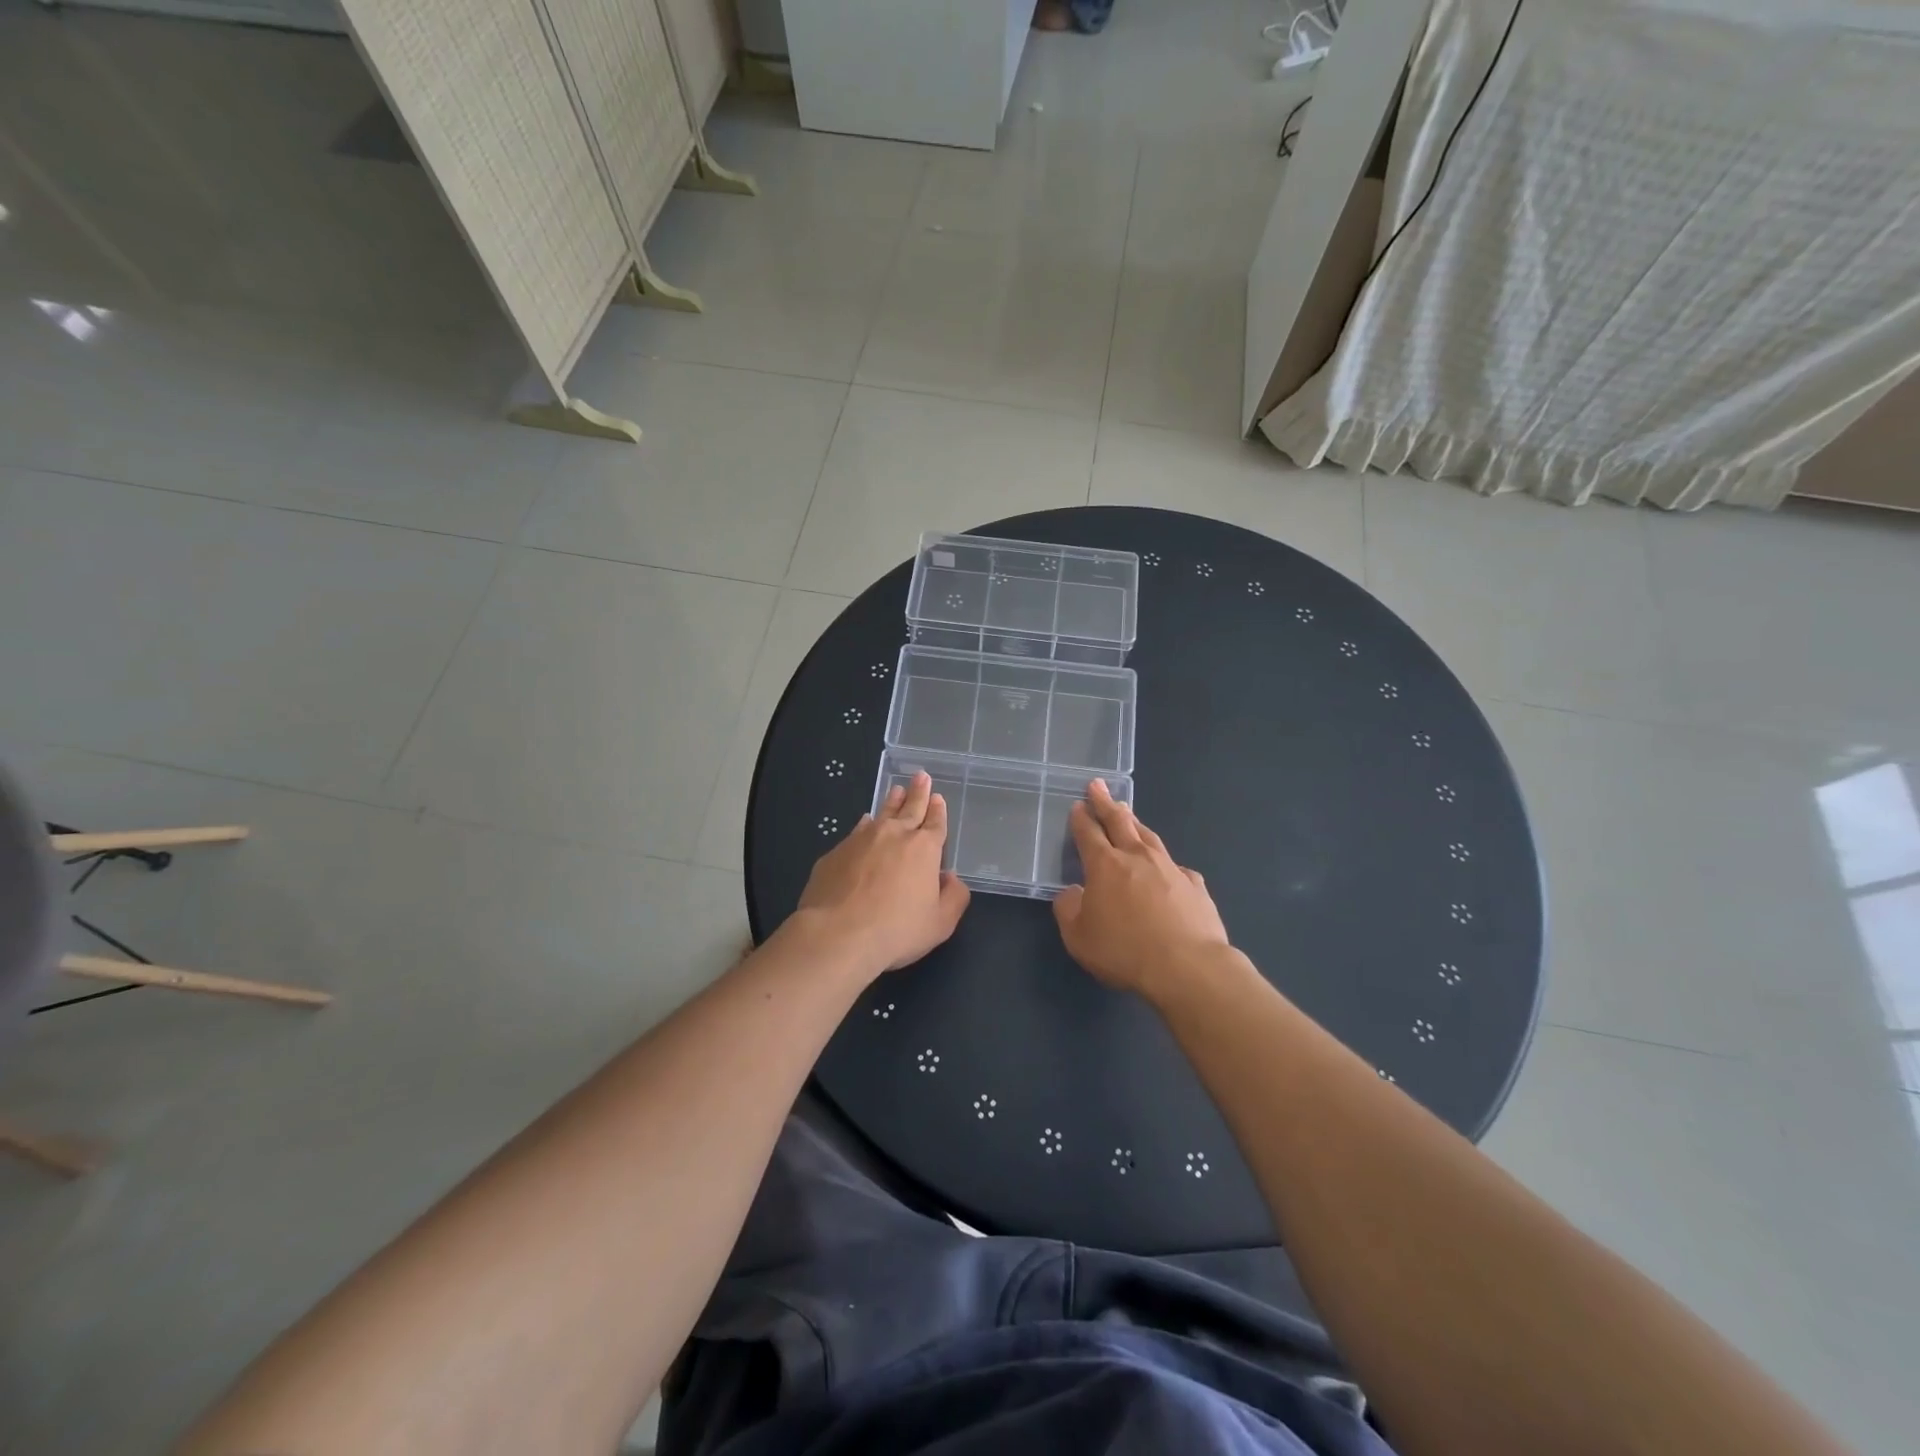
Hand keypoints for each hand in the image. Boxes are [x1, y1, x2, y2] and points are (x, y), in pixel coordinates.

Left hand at [796, 771, 970, 977]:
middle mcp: (894, 835)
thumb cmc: (896, 931)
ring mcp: (862, 839)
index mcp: (924, 849)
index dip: (938, 810)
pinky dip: (865, 824)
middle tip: (921, 776)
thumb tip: (952, 879)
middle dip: (918, 792)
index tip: (938, 797)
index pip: (935, 823)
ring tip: (896, 789)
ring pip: (882, 813)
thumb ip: (954, 898)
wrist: (838, 933)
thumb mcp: (939, 924)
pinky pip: (856, 830)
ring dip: (892, 801)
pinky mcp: (836, 852)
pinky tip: (865, 822)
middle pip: (910, 808)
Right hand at [1053, 780, 1231, 1000]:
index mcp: (1105, 866)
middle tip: (1098, 786)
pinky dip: (1165, 862)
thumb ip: (1069, 910)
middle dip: (1105, 803)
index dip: (1081, 818)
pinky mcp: (1195, 886)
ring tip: (1128, 813)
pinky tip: (1167, 867)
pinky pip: (1176, 866)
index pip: (1089, 833)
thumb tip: (1072, 893)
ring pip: (1149, 836)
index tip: (1078, 805)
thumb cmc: (1125, 951)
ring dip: (1135, 822)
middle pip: (1119, 821)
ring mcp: (1170, 868)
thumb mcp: (1079, 937)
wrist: (1188, 967)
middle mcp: (1137, 857)